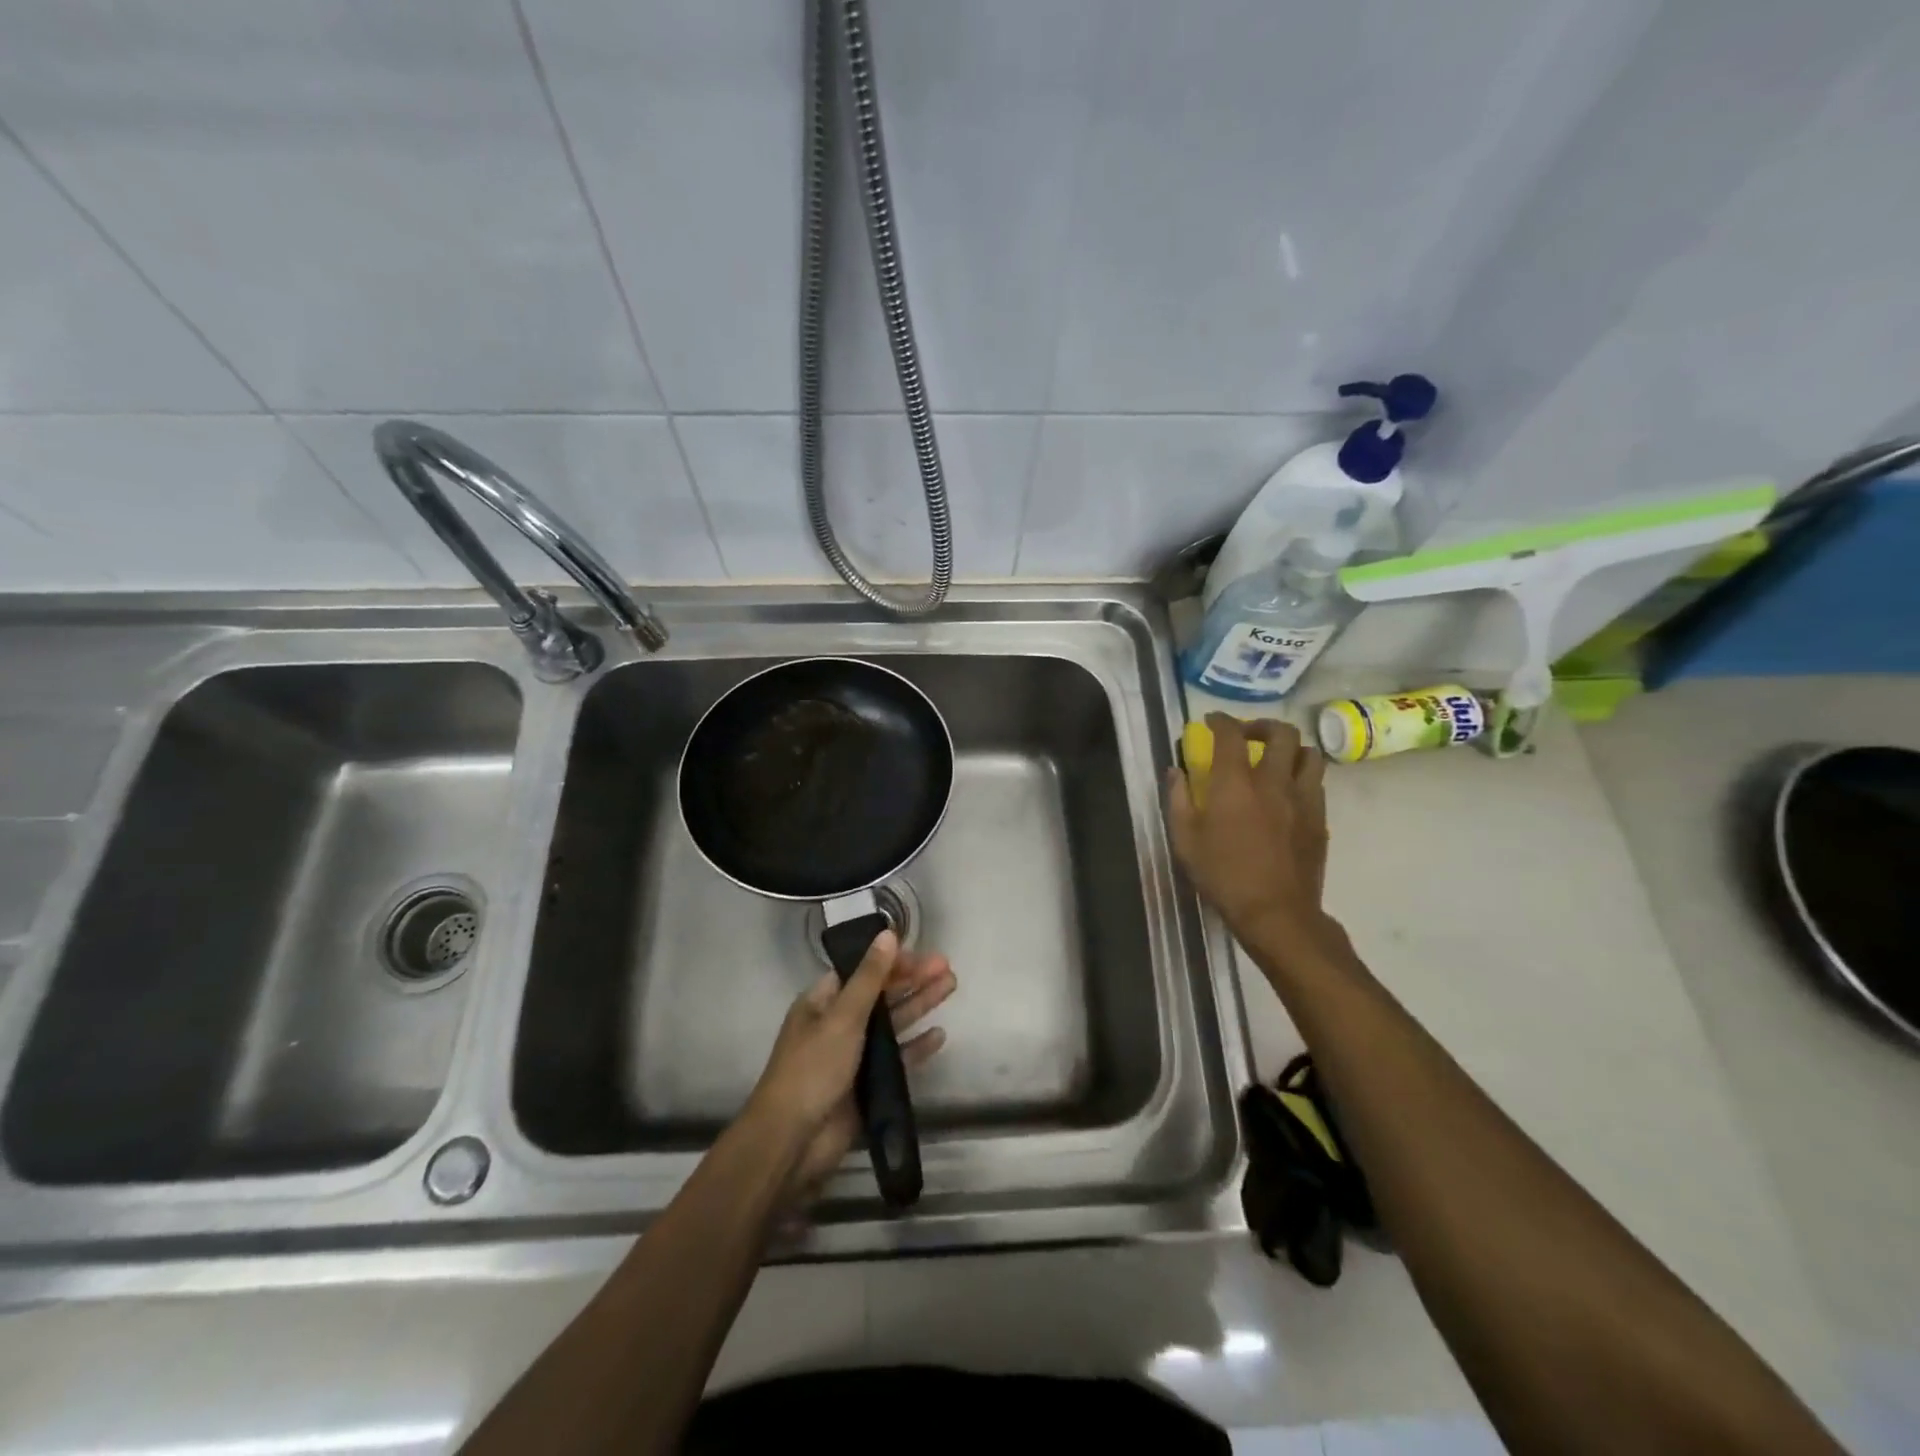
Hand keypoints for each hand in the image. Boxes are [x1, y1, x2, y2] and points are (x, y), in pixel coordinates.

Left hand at [745, 931, 954, 1210]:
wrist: (794, 1141)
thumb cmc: (813, 1069)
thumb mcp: (842, 1016)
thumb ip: (870, 977)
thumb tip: (888, 934)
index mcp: (822, 1002)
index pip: (861, 970)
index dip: (890, 961)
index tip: (922, 955)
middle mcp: (838, 1024)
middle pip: (880, 994)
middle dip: (912, 979)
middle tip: (947, 968)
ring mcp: (854, 1056)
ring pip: (892, 1023)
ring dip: (919, 1004)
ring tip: (951, 987)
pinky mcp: (867, 1085)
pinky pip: (897, 1059)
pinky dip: (916, 1046)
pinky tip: (939, 1035)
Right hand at [1167, 715, 1337, 953]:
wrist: (1276, 912)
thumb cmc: (1223, 875)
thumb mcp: (1184, 840)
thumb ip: (1177, 799)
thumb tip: (1175, 772)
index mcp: (1236, 783)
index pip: (1231, 735)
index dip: (1221, 721)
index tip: (1211, 721)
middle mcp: (1274, 782)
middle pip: (1283, 733)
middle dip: (1263, 726)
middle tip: (1248, 737)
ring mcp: (1303, 800)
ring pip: (1310, 755)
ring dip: (1292, 749)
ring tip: (1276, 761)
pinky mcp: (1320, 820)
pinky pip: (1317, 784)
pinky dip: (1302, 778)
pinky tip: (1287, 794)